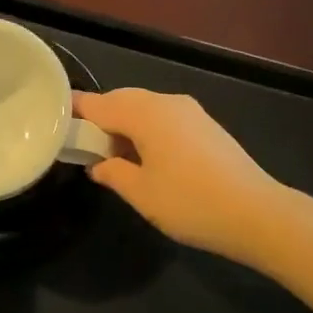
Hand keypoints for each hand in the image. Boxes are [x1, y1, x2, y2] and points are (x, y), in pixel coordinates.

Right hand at [73, 88, 287, 258]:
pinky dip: (146, 129)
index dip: (76, 110)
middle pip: (122, 100)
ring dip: (125, 124)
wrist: (256, 212)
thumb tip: (98, 165)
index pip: (99, 104)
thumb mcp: (142, 194)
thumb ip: (113, 173)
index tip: (56, 117)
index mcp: (145, 113)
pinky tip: (145, 156)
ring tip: (112, 155)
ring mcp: (190, 111)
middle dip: (100, 117)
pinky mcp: (205, 125)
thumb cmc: (190, 202)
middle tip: (83, 144)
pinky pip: (164, 117)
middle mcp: (166, 102)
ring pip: (144, 108)